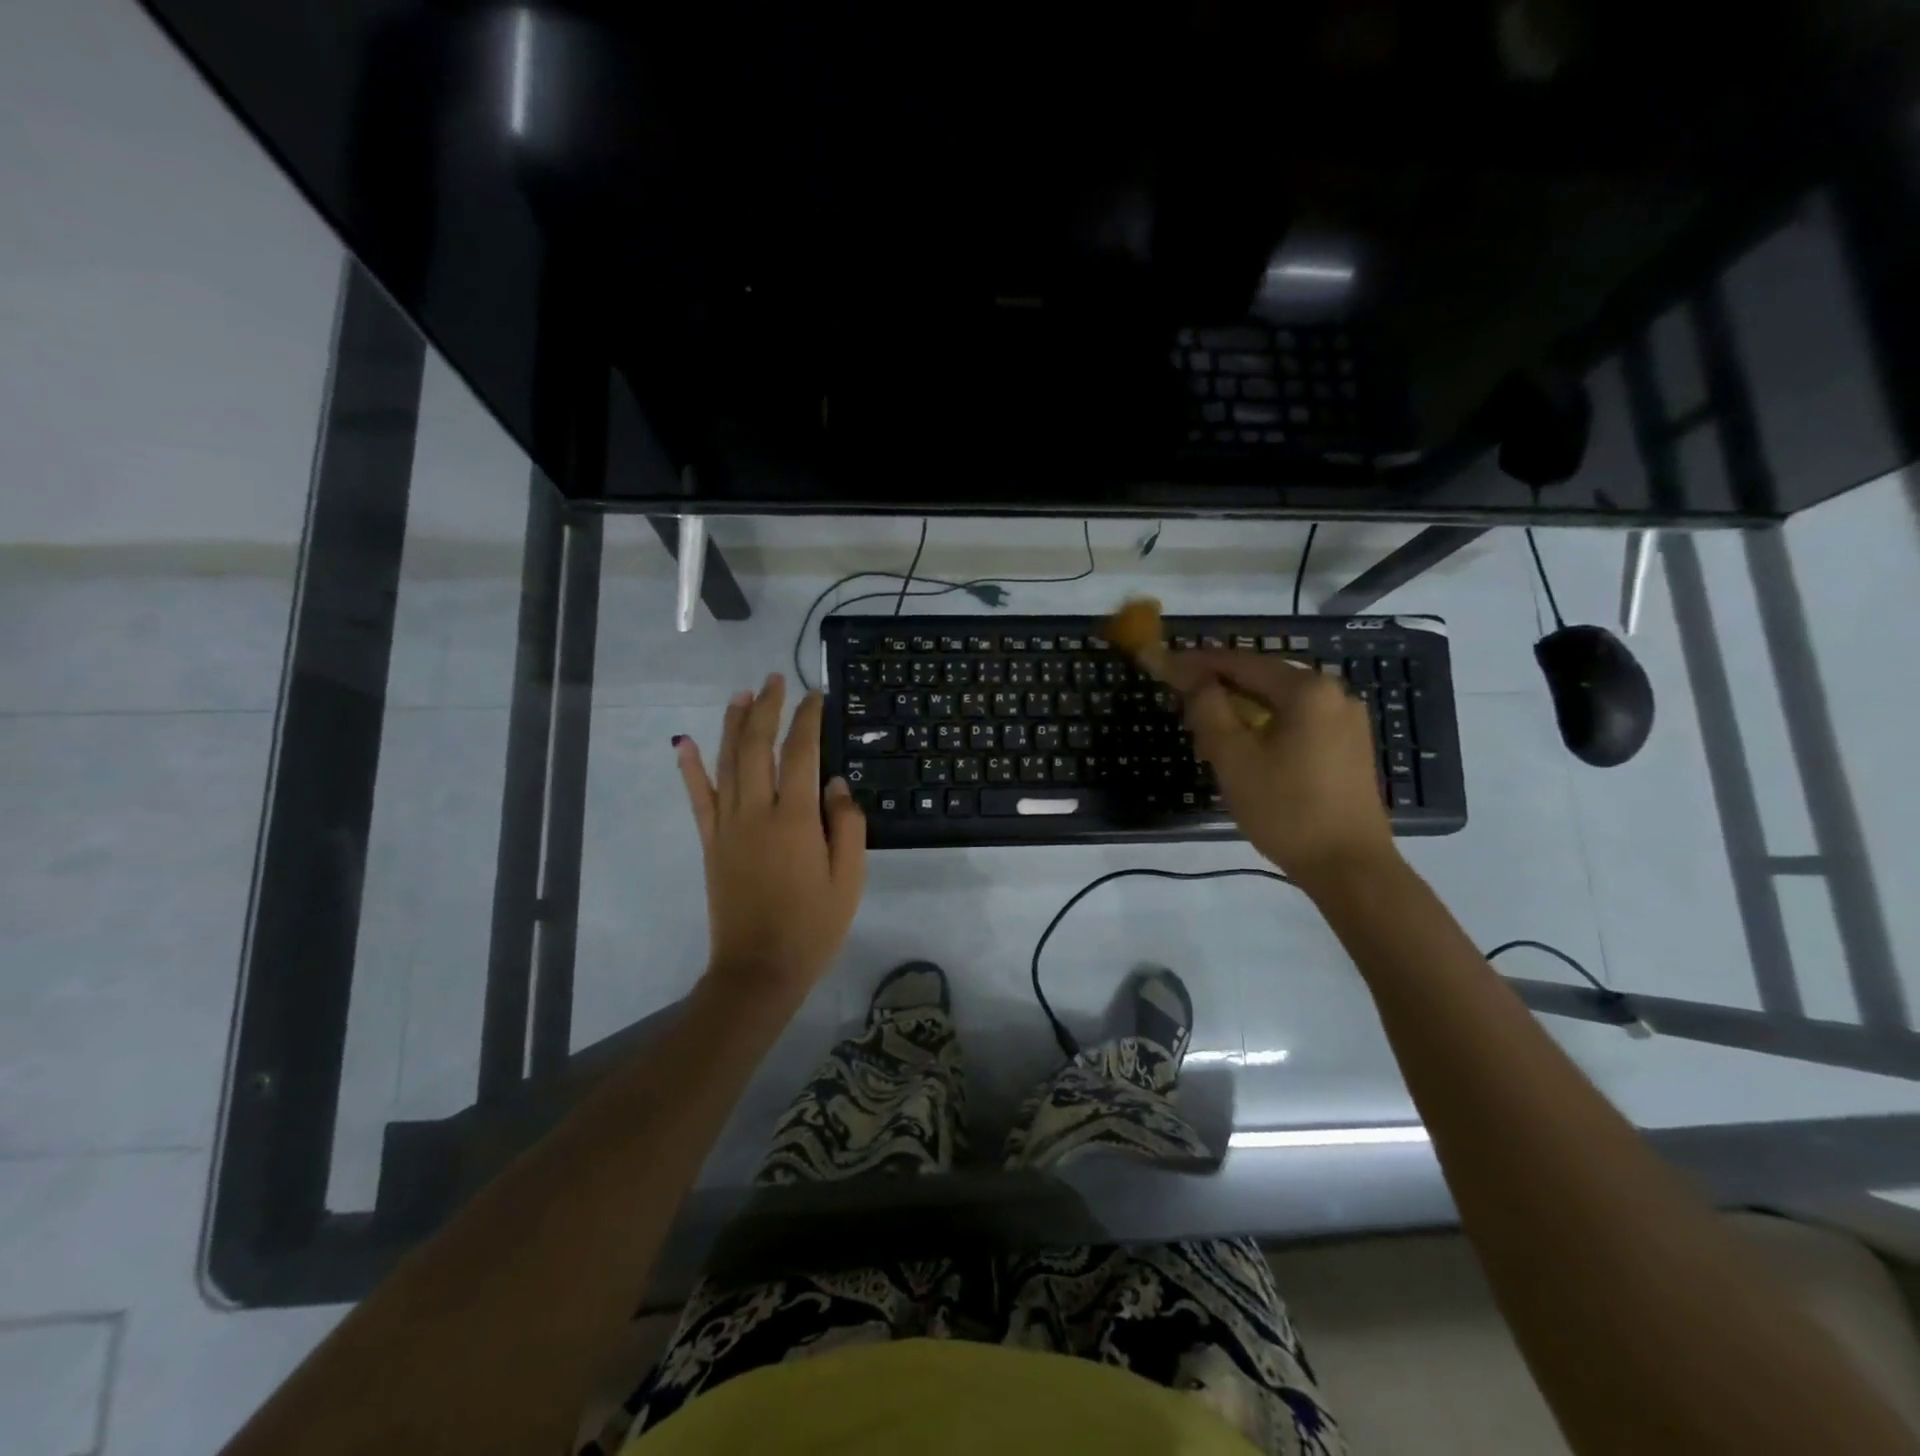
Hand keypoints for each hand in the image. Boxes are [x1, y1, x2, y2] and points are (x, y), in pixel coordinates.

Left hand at [676, 674, 866, 1003]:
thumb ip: (847, 824)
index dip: (808, 719)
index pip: (802, 753)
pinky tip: (685, 742)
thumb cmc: (813, 925)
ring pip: (726, 762)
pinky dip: (690, 768)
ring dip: (732, 724)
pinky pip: (698, 798)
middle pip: (758, 746)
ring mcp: (727, 825)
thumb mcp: (849, 878)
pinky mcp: (710, 842)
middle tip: (775, 679)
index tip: (815, 695)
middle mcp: (757, 812)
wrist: (759, 968)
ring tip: (741, 694)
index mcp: (796, 819)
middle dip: (767, 708)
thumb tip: (836, 783)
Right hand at [1157, 650, 1398, 892]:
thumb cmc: (1286, 810)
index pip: (1239, 662)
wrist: (1350, 868)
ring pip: (1278, 702)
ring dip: (1239, 710)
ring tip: (1205, 732)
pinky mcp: (1349, 746)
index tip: (1161, 662)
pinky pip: (1297, 722)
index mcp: (1307, 689)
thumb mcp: (1234, 758)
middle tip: (1179, 700)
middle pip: (1261, 679)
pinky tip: (1243, 748)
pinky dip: (1265, 726)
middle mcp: (1333, 693)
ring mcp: (1346, 720)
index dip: (1195, 662)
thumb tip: (1193, 678)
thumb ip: (1209, 709)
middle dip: (1217, 688)